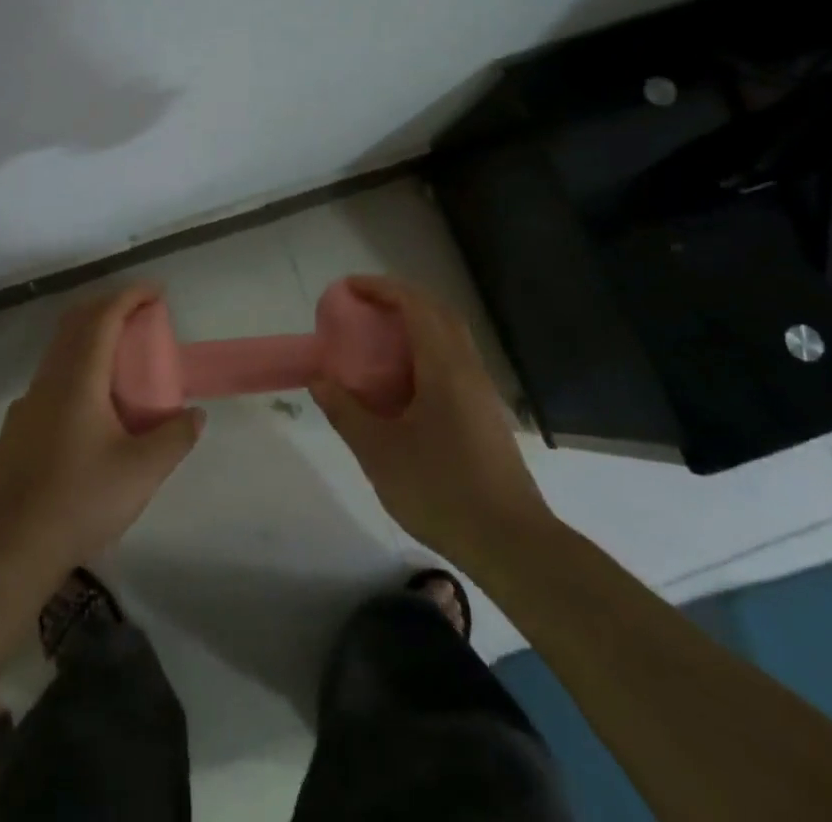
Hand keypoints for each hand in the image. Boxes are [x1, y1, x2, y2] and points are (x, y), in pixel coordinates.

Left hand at [0, 284, 203, 579]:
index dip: (131, 295)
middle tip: (142, 314)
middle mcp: (50, 379)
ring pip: (61, 349)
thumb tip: (195, 415)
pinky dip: (76, 366)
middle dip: (110, 307)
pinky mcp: (18, 426)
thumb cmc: (80, 500)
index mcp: (78, 378)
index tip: (157, 290)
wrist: (11, 546)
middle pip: (77, 323)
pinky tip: (91, 403)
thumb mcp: (142, 472)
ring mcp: (29, 402)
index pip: (104, 316)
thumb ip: (175, 437)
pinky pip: (51, 377)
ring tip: (122, 356)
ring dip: (92, 337)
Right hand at [310, 275, 552, 566]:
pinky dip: (427, 350)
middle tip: (364, 305)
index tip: (349, 287)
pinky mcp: (486, 414)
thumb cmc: (441, 491)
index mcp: (444, 367)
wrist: (511, 544)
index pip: (415, 305)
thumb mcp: (379, 453)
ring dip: (417, 323)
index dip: (382, 288)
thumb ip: (346, 411)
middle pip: (438, 312)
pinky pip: (455, 361)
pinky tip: (406, 380)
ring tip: (379, 338)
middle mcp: (468, 368)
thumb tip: (320, 379)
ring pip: (450, 336)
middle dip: (400, 299)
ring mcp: (482, 391)